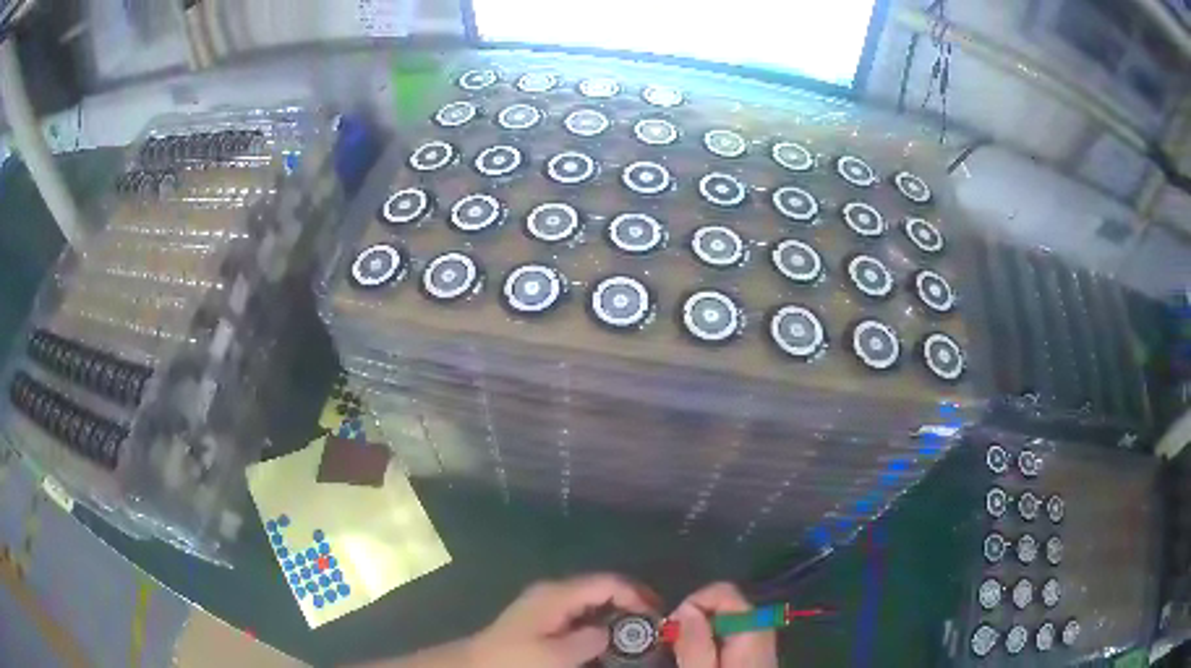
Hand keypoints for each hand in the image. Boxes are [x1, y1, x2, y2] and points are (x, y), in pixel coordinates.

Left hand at [467, 573, 657, 667]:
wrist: (479, 663)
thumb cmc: (516, 658)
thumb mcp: (556, 655)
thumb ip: (589, 640)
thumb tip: (611, 630)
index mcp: (558, 594)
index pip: (607, 582)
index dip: (636, 595)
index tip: (656, 616)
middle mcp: (555, 591)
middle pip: (601, 587)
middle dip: (630, 602)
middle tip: (653, 623)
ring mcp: (548, 602)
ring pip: (592, 599)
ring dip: (616, 612)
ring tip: (636, 631)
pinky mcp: (544, 616)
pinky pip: (581, 611)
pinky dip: (599, 620)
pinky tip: (608, 637)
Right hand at [671, 583, 777, 667]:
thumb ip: (695, 641)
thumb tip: (684, 608)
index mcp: (753, 624)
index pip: (722, 589)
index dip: (692, 603)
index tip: (672, 627)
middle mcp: (763, 624)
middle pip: (724, 602)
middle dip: (695, 617)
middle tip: (675, 643)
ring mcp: (763, 637)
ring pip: (726, 617)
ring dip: (701, 629)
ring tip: (686, 653)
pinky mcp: (758, 649)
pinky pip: (731, 632)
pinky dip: (713, 638)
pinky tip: (704, 658)